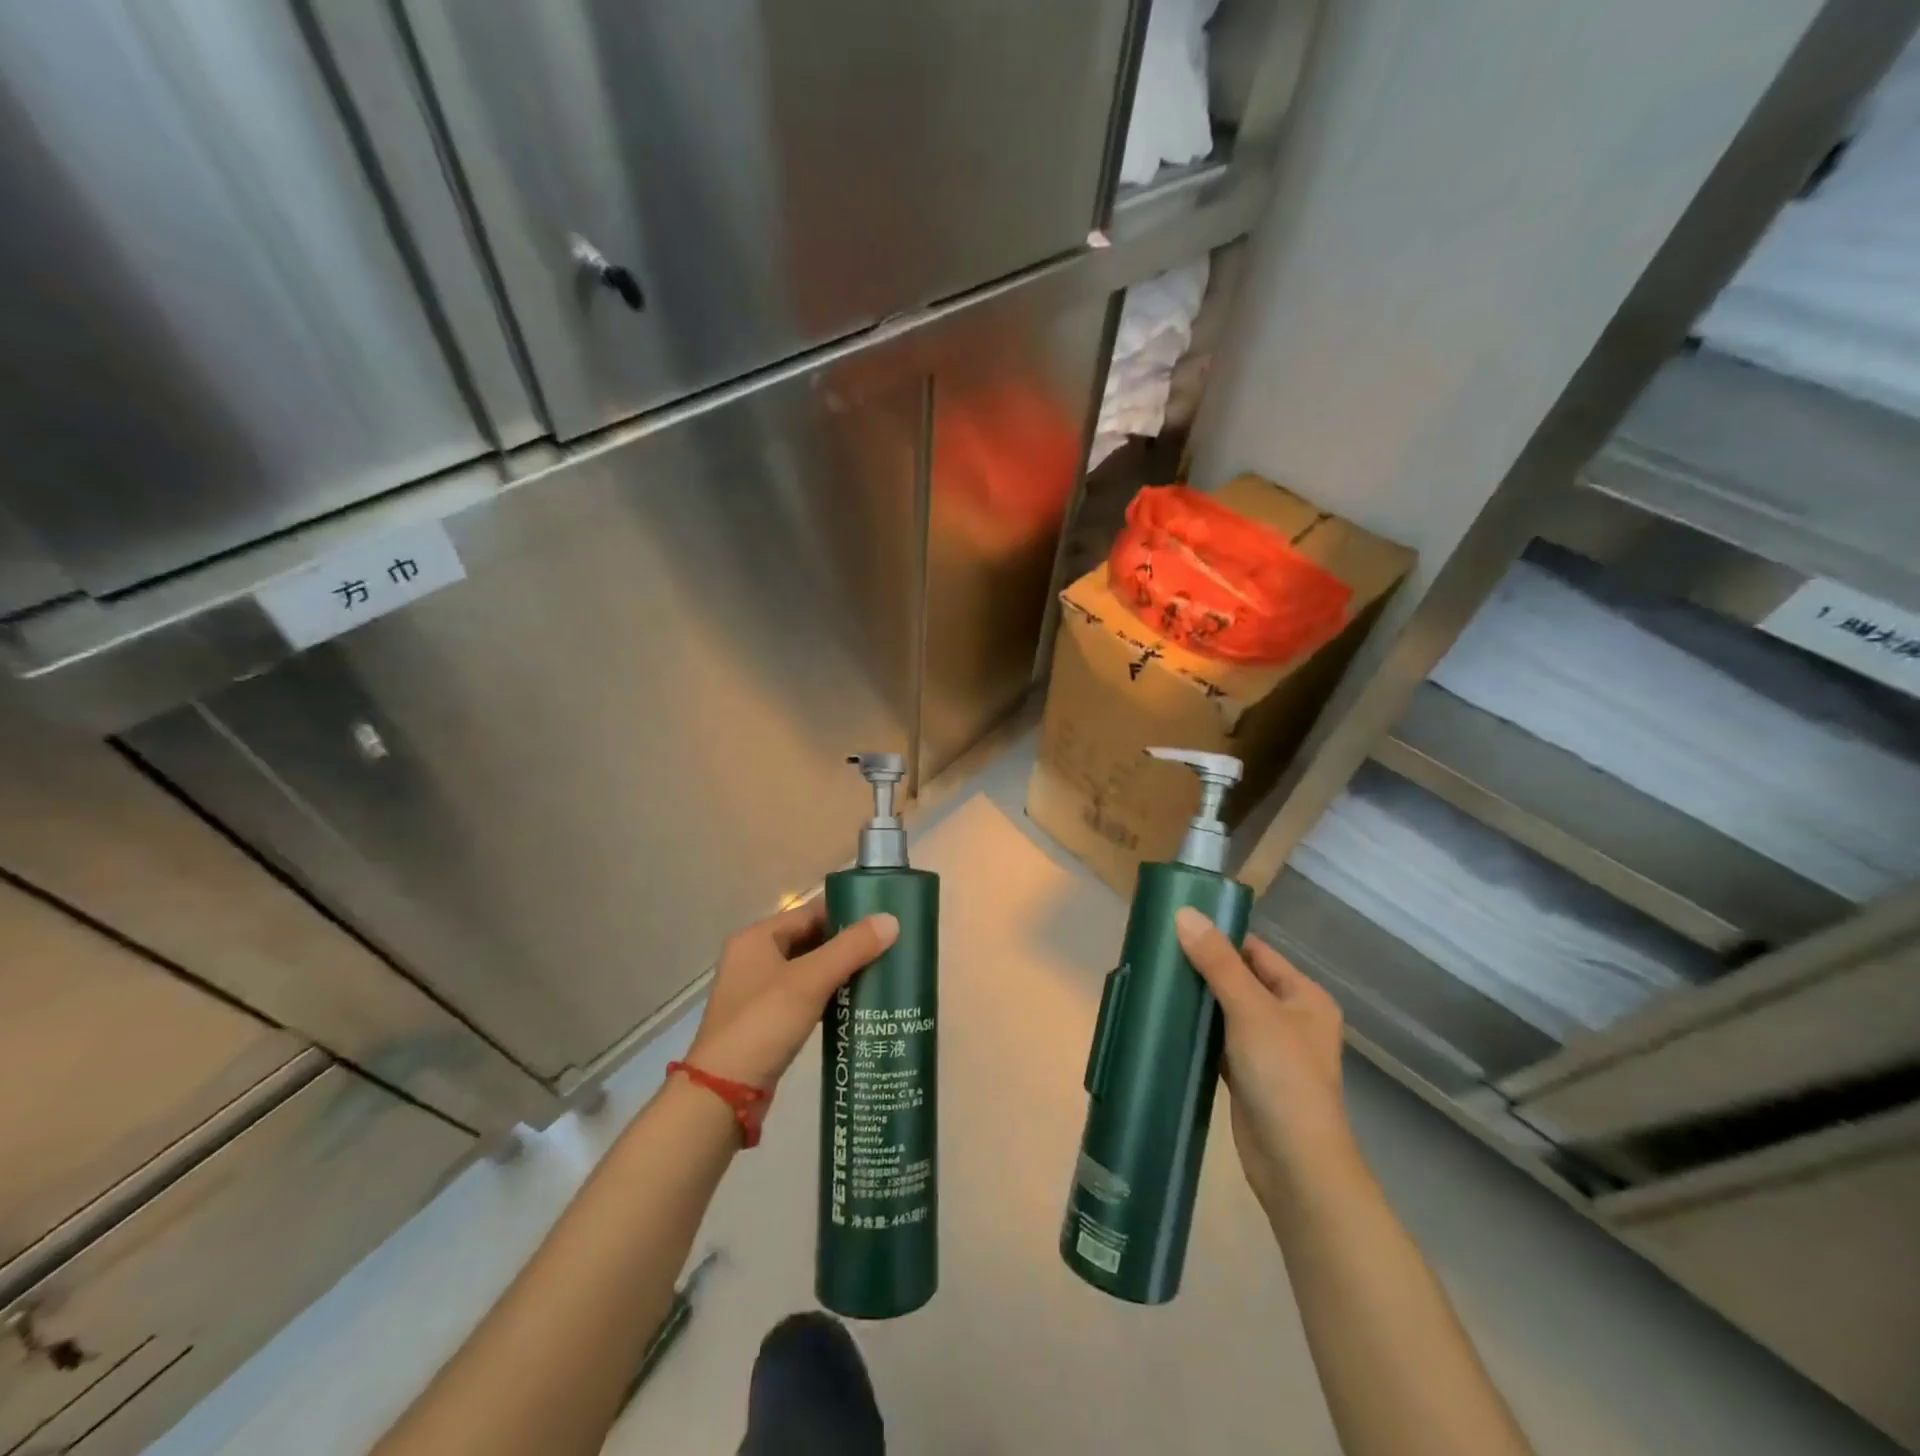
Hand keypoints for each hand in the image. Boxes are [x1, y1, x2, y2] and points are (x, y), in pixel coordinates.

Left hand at [685, 898, 897, 1089]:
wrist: (723, 1094)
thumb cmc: (764, 1023)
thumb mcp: (810, 981)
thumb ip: (851, 948)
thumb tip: (892, 920)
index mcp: (757, 938)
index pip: (810, 912)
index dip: (846, 912)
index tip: (883, 918)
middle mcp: (754, 958)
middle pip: (810, 940)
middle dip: (847, 944)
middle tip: (889, 946)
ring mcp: (758, 992)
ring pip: (809, 970)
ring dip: (840, 971)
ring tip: (881, 972)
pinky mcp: (767, 1021)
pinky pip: (805, 996)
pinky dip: (829, 996)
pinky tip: (857, 1003)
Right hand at [1175, 907, 1353, 1212]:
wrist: (1296, 1165)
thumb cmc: (1283, 1077)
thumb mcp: (1250, 1010)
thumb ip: (1217, 962)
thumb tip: (1183, 913)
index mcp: (1304, 996)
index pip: (1256, 951)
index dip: (1220, 937)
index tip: (1176, 926)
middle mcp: (1290, 1018)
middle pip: (1240, 979)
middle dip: (1203, 967)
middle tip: (1158, 951)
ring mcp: (1268, 1049)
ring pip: (1226, 1010)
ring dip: (1197, 998)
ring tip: (1156, 978)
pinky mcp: (1247, 1075)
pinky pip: (1218, 1039)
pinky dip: (1197, 1029)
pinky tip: (1167, 1018)